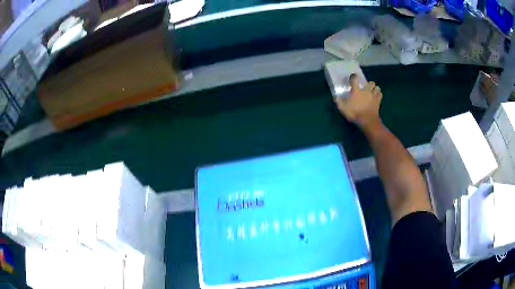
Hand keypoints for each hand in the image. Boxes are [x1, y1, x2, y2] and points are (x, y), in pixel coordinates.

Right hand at [334, 73, 382, 130]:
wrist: (367, 121)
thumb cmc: (354, 113)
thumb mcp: (343, 108)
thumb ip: (339, 101)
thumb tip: (335, 96)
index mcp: (356, 90)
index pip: (355, 79)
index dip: (354, 77)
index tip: (353, 77)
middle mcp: (366, 90)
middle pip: (370, 82)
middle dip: (368, 84)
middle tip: (365, 88)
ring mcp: (373, 95)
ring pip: (377, 87)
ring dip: (375, 88)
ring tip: (372, 91)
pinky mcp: (378, 101)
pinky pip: (380, 94)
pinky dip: (379, 94)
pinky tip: (376, 96)